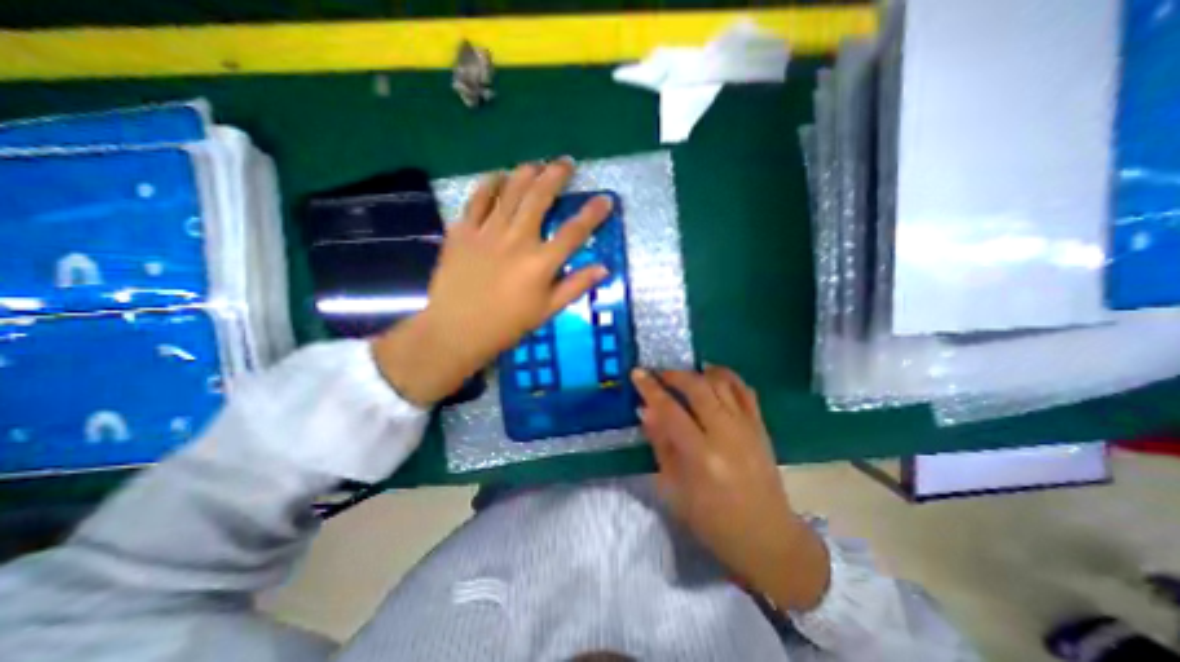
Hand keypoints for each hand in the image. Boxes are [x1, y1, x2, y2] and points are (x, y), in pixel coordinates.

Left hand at [371, 157, 613, 409]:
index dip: (593, 213)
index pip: (574, 231)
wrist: (457, 330)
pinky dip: (489, 185)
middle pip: (540, 198)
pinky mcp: (462, 231)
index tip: (605, 199)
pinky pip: (477, 200)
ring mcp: (487, 232)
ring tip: (536, 164)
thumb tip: (603, 268)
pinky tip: (497, 177)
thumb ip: (576, 286)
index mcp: (541, 262)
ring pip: (510, 192)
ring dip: (526, 173)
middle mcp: (517, 239)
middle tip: (565, 162)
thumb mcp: (547, 310)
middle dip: (556, 175)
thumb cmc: (507, 324)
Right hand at [638, 366, 828, 610]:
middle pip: (698, 387)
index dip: (650, 388)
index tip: (637, 373)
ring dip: (699, 372)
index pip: (670, 410)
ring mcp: (747, 427)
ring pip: (722, 382)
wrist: (767, 537)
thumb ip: (660, 445)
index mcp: (701, 455)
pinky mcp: (761, 426)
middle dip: (674, 374)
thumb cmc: (713, 521)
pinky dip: (726, 377)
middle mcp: (726, 434)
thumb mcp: (674, 490)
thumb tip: (646, 411)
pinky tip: (713, 377)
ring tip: (684, 376)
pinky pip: (744, 390)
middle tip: (658, 374)